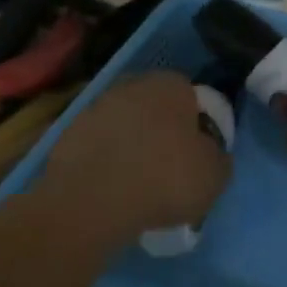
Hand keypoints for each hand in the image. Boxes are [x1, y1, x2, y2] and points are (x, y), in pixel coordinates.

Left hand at [43, 72, 231, 242]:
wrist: (92, 202)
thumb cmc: (165, 179)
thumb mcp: (215, 174)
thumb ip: (218, 156)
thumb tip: (211, 153)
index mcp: (171, 85)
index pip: (192, 97)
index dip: (198, 126)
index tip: (198, 155)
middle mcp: (132, 85)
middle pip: (156, 108)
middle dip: (162, 132)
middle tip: (170, 168)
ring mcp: (95, 108)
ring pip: (125, 126)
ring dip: (132, 146)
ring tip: (139, 184)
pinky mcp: (68, 135)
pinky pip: (99, 147)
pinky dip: (106, 162)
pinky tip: (112, 189)